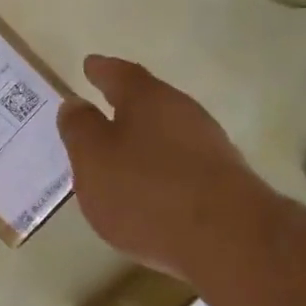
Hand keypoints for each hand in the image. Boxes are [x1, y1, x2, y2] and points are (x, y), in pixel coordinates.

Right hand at [59, 55, 274, 279]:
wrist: (229, 240)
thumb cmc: (147, 191)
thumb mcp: (93, 159)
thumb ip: (80, 129)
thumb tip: (75, 105)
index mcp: (146, 98)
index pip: (119, 74)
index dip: (101, 70)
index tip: (89, 65)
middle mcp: (182, 112)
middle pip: (148, 101)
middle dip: (124, 106)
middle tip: (100, 111)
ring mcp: (209, 146)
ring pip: (167, 133)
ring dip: (144, 140)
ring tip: (120, 156)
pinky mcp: (223, 182)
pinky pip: (181, 165)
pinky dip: (161, 169)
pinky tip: (150, 190)